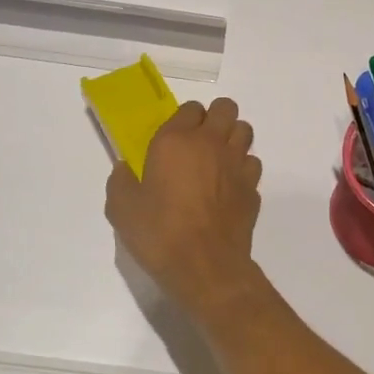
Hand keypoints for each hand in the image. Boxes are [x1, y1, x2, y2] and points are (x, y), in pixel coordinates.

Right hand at [107, 98, 263, 318]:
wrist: (205, 265)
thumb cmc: (159, 233)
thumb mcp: (121, 208)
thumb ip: (121, 181)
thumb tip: (125, 169)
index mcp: (176, 140)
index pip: (190, 108)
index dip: (184, 119)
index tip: (174, 139)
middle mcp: (211, 143)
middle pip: (226, 108)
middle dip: (216, 118)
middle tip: (201, 141)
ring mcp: (237, 164)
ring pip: (245, 131)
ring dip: (233, 138)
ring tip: (218, 159)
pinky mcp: (253, 187)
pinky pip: (252, 164)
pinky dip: (243, 169)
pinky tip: (229, 187)